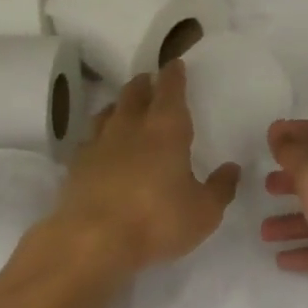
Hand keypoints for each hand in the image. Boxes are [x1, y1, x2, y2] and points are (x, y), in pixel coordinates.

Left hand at [42, 61, 240, 276]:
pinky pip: (88, 140)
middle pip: (135, 93)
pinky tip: (101, 147)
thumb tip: (232, 169)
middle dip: (144, 83)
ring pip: (108, 112)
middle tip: (150, 81)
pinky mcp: (75, 167)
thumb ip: (220, 188)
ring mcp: (99, 145)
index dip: (174, 74)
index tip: (175, 64)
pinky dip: (98, 136)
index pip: (170, 88)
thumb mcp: (204, 211)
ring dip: (119, 106)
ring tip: (125, 108)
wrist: (89, 244)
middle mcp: (131, 126)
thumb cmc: (156, 220)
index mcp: (167, 128)